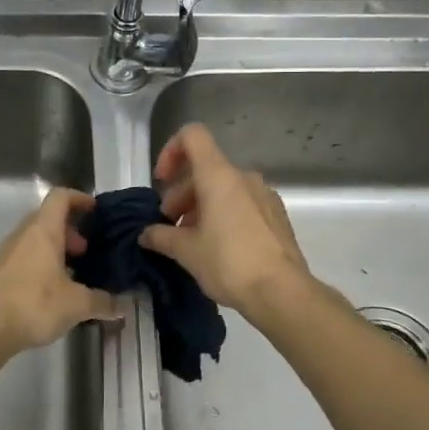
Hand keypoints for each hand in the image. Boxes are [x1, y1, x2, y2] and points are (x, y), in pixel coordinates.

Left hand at [0, 188, 122, 361]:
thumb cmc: (33, 304)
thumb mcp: (76, 304)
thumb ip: (103, 301)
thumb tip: (125, 304)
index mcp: (43, 231)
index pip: (60, 197)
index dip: (79, 199)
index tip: (95, 212)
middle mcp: (23, 235)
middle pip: (48, 218)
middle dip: (70, 230)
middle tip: (87, 251)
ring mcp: (6, 253)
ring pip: (35, 239)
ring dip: (55, 249)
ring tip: (72, 275)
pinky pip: (24, 257)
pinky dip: (40, 264)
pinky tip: (51, 292)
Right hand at [140, 123, 312, 315]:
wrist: (282, 293)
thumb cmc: (229, 263)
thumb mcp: (186, 252)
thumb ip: (161, 236)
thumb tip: (146, 234)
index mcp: (219, 176)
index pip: (192, 136)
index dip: (171, 151)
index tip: (161, 182)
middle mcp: (244, 177)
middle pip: (205, 170)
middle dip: (181, 194)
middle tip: (170, 226)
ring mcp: (264, 195)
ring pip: (224, 189)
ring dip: (201, 207)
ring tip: (191, 241)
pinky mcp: (277, 216)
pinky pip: (242, 204)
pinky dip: (224, 216)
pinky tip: (218, 248)